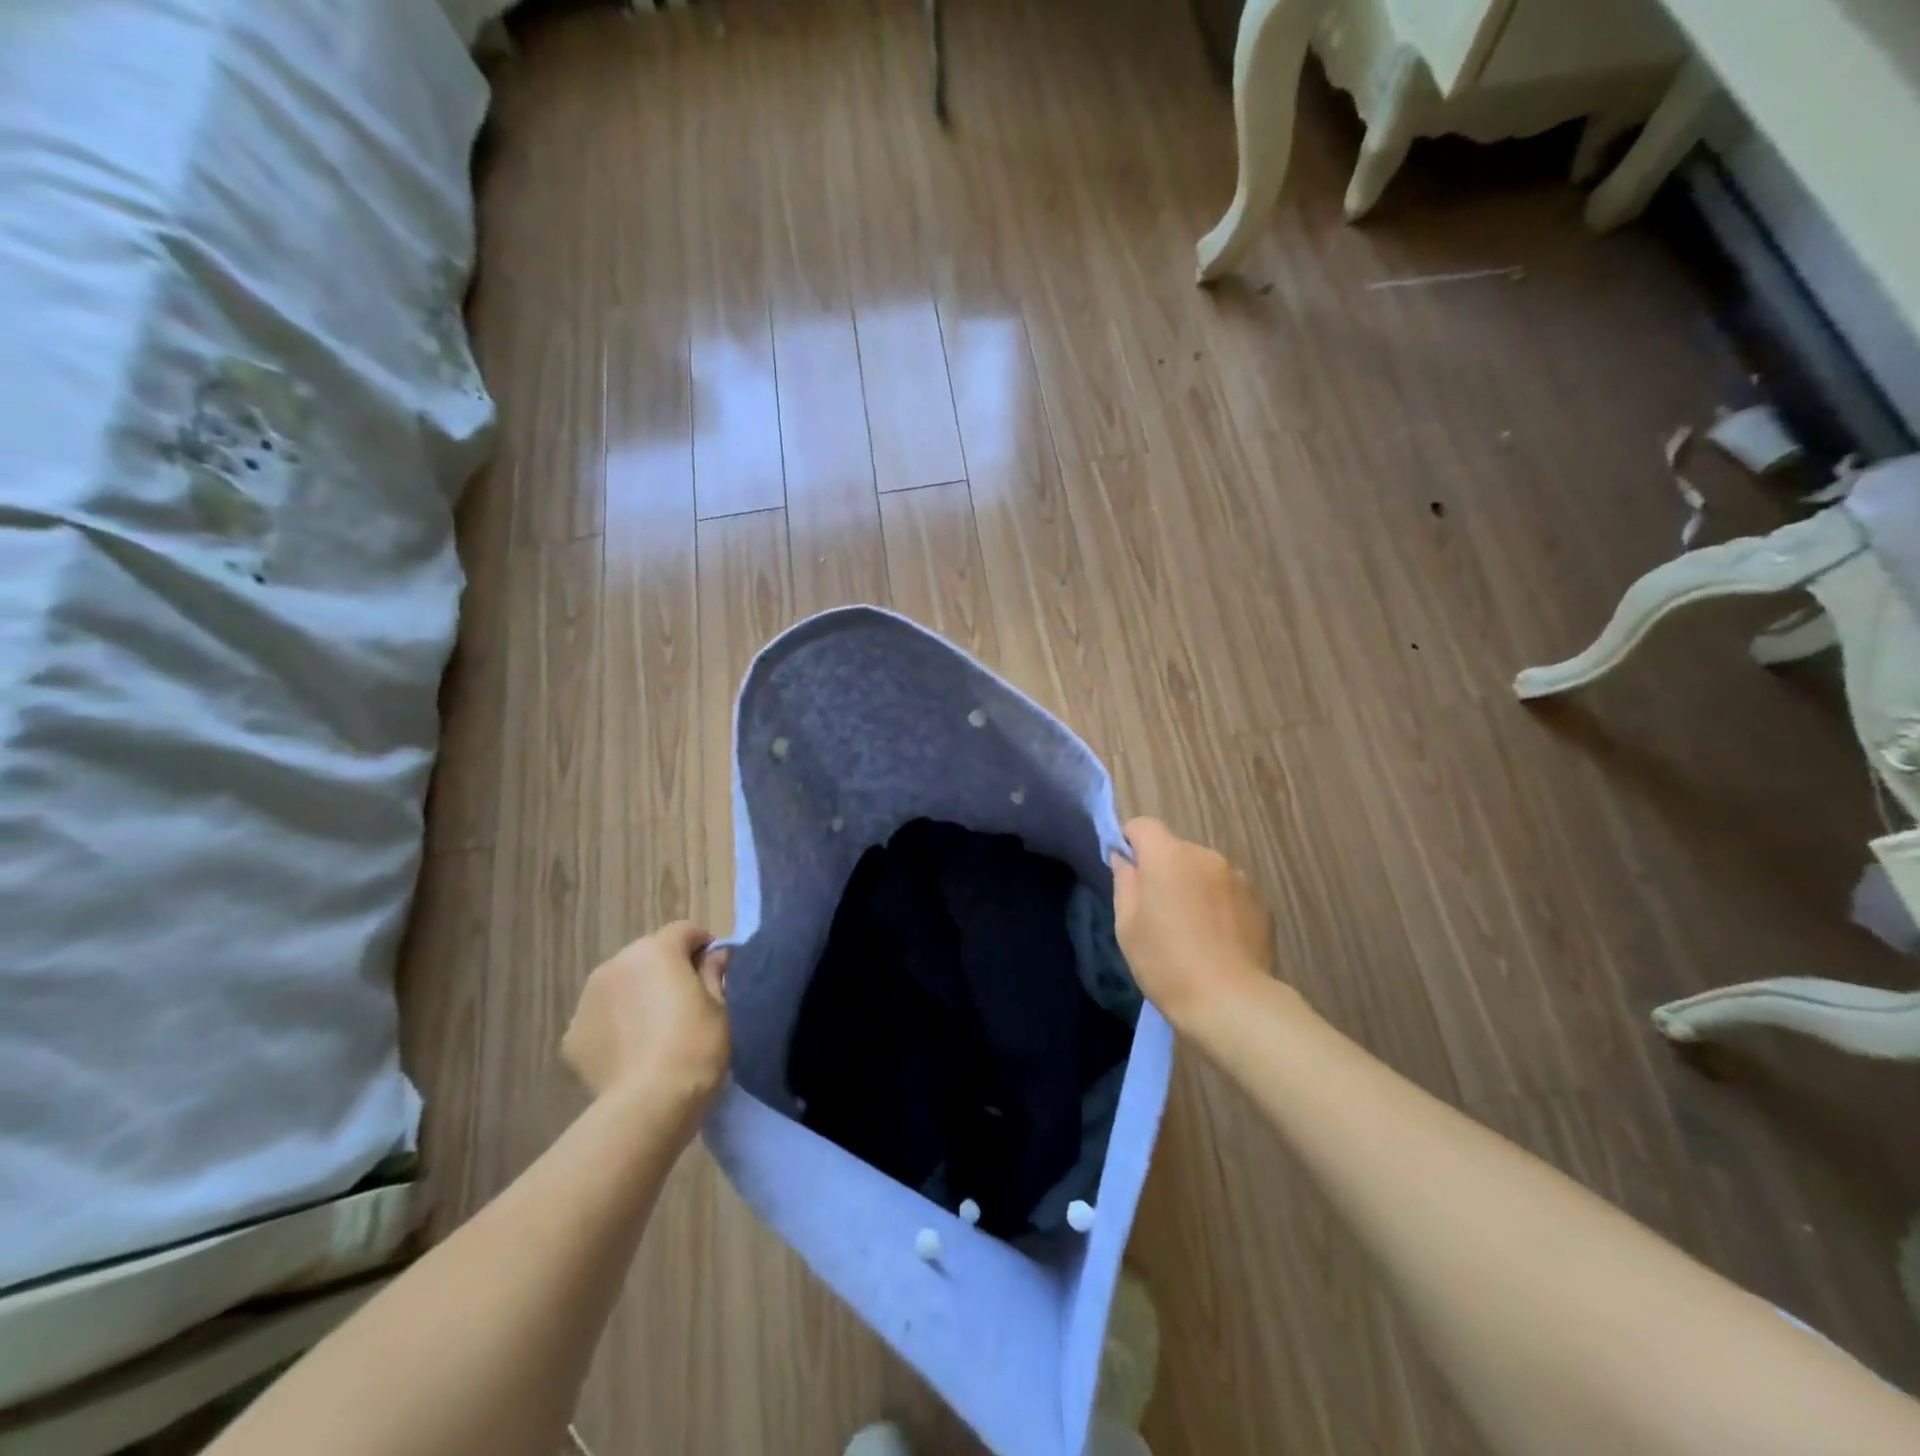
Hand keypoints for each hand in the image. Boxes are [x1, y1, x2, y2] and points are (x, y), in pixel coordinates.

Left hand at [562, 922, 729, 1135]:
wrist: (650, 1104)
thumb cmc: (696, 1045)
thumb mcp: (721, 1005)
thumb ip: (714, 972)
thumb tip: (716, 955)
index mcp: (656, 950)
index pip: (684, 931)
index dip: (703, 946)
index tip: (714, 970)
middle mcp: (616, 964)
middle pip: (647, 956)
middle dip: (665, 970)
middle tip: (685, 1002)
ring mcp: (587, 1000)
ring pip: (620, 986)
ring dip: (636, 996)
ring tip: (654, 1030)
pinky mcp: (571, 1037)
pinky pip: (600, 1019)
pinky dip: (614, 1027)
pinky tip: (631, 1053)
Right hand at [1111, 817, 1276, 1032]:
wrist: (1232, 1003)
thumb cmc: (1166, 963)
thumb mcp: (1127, 926)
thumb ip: (1125, 882)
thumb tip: (1125, 859)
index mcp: (1168, 856)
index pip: (1143, 825)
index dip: (1130, 842)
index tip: (1127, 871)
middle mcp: (1206, 856)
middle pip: (1175, 850)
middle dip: (1164, 871)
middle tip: (1158, 912)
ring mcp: (1238, 878)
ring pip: (1204, 872)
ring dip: (1194, 888)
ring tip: (1192, 931)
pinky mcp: (1261, 903)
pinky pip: (1228, 893)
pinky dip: (1219, 906)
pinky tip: (1217, 941)